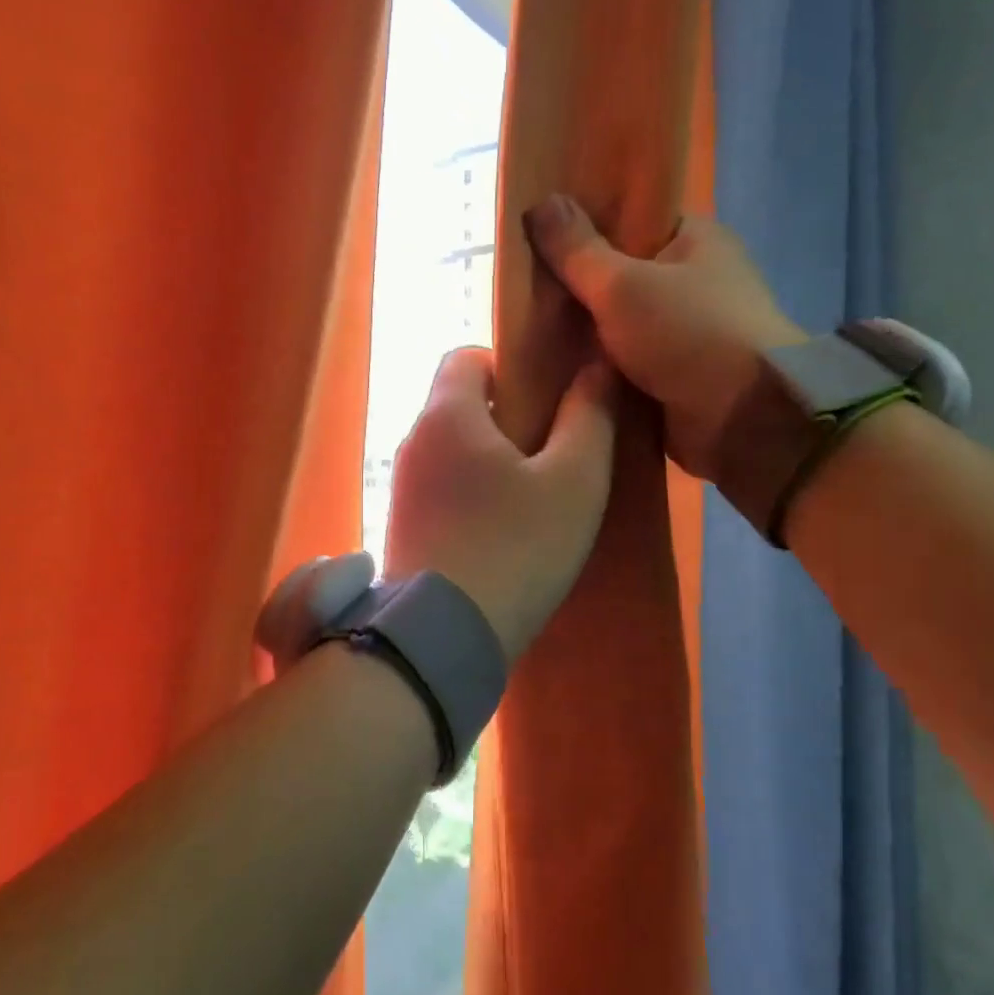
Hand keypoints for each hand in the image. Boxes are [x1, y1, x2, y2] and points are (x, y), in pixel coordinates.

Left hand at [384, 346, 618, 660]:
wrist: (441, 637)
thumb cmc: (515, 548)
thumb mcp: (574, 481)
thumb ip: (589, 416)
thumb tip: (594, 366)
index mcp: (446, 414)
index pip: (466, 356)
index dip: (509, 365)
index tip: (545, 400)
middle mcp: (412, 442)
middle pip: (458, 404)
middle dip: (504, 417)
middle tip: (550, 453)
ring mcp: (399, 487)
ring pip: (449, 450)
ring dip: (487, 460)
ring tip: (531, 499)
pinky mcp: (399, 527)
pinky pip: (438, 488)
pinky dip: (468, 494)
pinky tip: (500, 533)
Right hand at [523, 194, 802, 482]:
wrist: (743, 419)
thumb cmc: (689, 334)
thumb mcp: (621, 284)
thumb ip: (576, 251)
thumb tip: (537, 203)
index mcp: (695, 240)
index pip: (631, 221)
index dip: (584, 226)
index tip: (537, 237)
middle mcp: (694, 281)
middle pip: (619, 275)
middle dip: (575, 288)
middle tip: (521, 290)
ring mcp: (685, 331)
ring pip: (617, 324)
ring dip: (581, 334)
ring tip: (525, 331)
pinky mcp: (675, 375)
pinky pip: (623, 363)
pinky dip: (595, 368)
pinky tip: (550, 369)